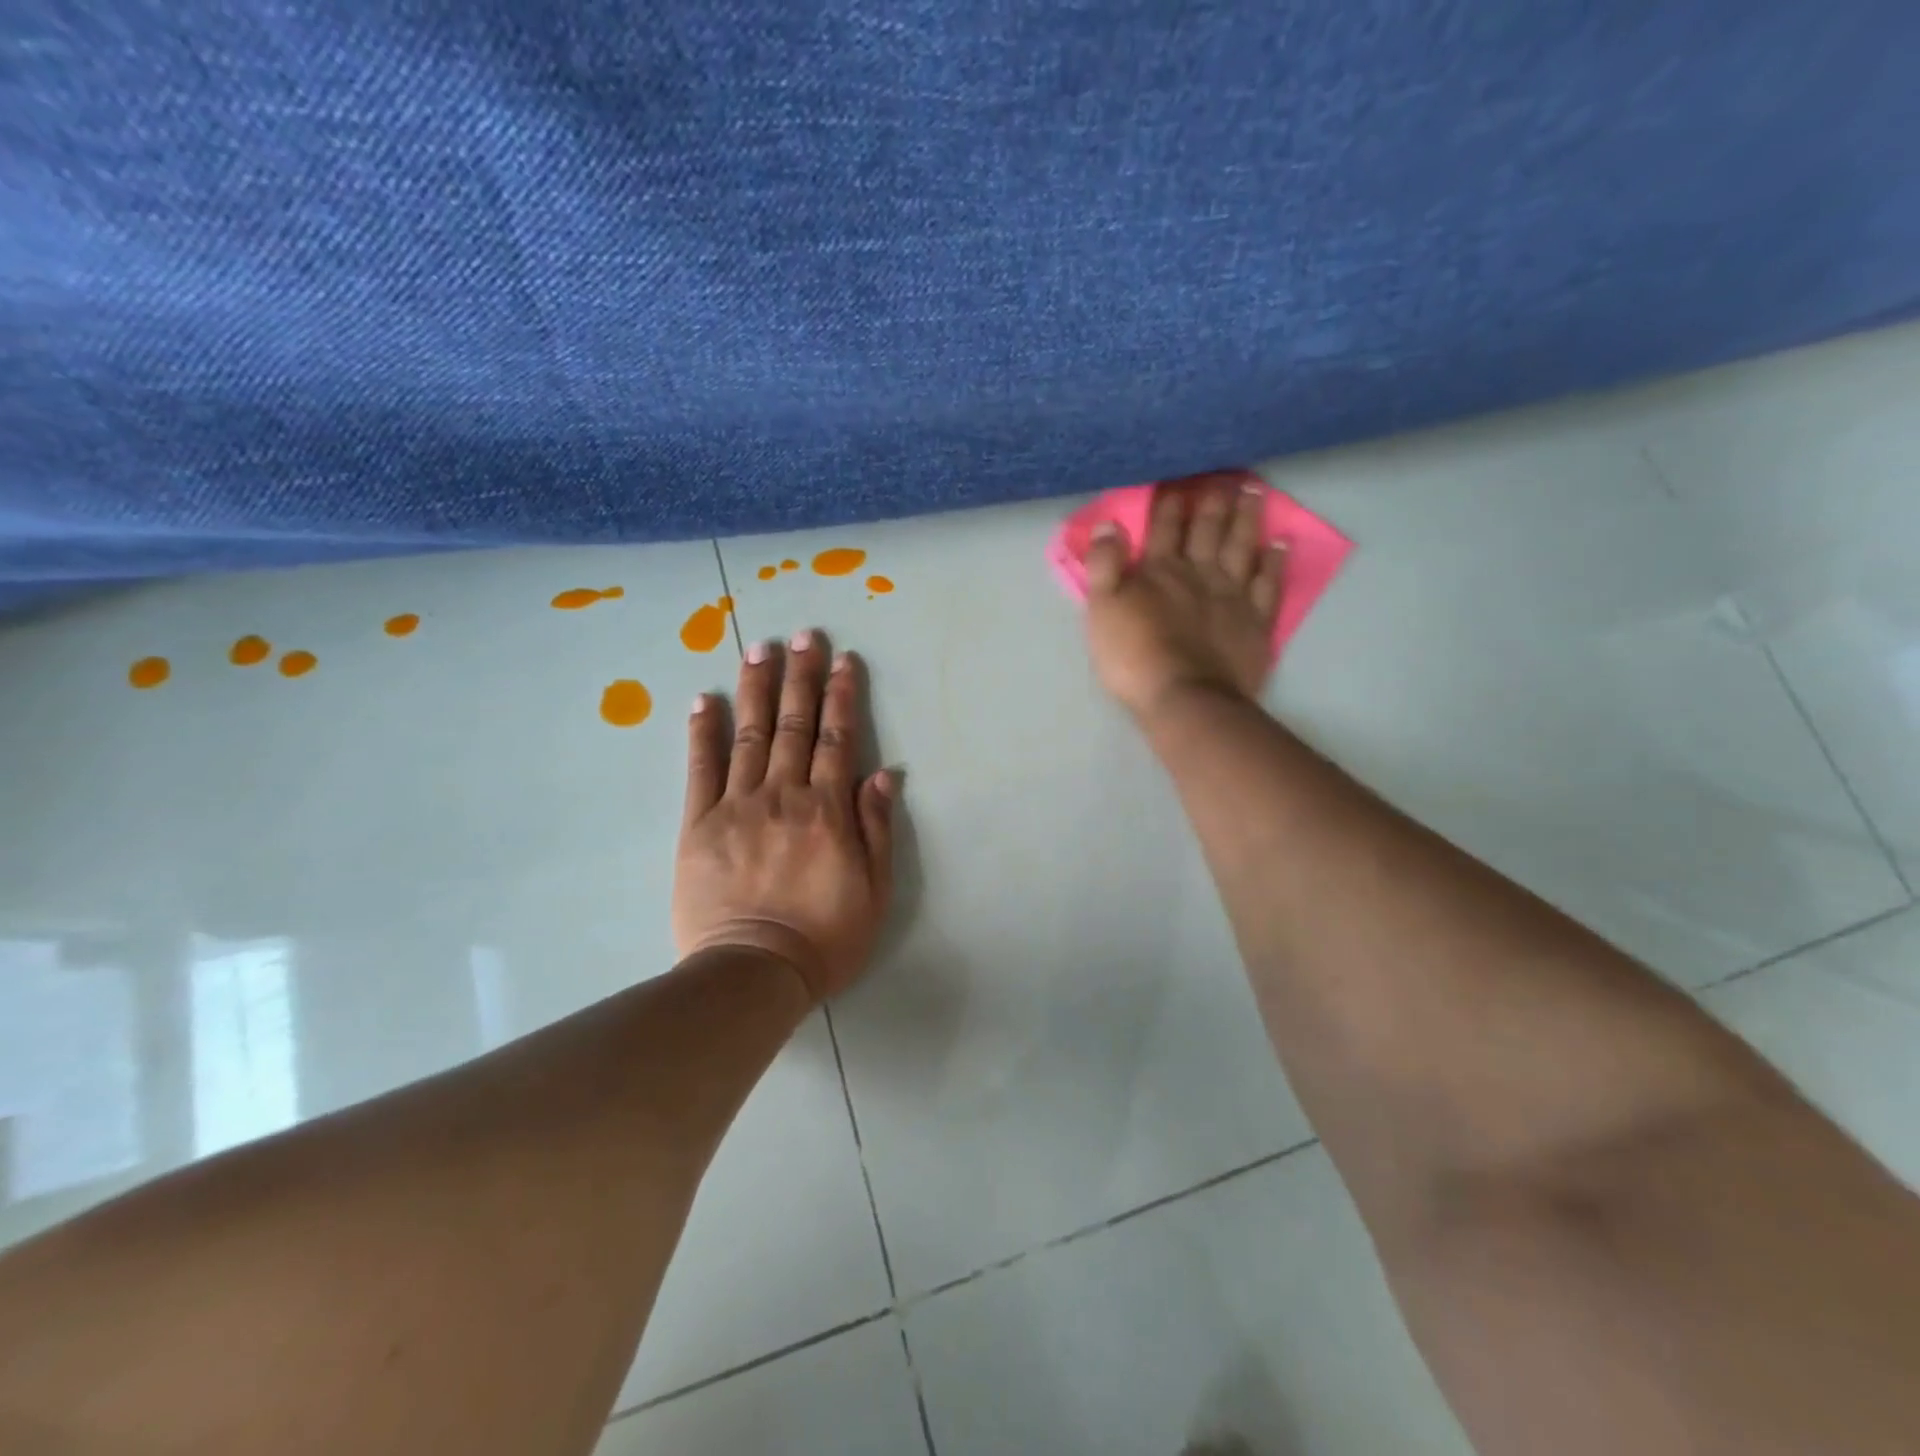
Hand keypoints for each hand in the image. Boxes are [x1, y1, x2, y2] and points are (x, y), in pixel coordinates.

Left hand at [674, 631, 895, 1002]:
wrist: (753, 972)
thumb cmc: (825, 937)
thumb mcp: (874, 890)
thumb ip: (876, 827)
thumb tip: (883, 773)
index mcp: (827, 810)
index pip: (838, 739)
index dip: (842, 696)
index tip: (843, 660)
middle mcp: (783, 795)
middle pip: (794, 725)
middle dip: (800, 677)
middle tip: (802, 636)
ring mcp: (737, 806)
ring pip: (748, 735)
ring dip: (755, 689)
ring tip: (759, 649)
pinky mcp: (699, 824)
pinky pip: (700, 770)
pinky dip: (702, 733)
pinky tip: (703, 701)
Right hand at [1082, 473, 1287, 719]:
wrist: (1185, 698)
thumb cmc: (1134, 657)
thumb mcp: (1102, 611)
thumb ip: (1103, 566)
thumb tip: (1109, 524)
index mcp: (1159, 571)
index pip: (1163, 528)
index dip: (1168, 503)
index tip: (1176, 479)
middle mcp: (1199, 574)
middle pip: (1207, 530)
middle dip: (1213, 502)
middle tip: (1224, 476)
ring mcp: (1233, 596)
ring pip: (1241, 547)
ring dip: (1246, 519)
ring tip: (1254, 493)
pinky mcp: (1256, 622)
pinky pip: (1269, 584)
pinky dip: (1275, 562)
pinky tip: (1279, 544)